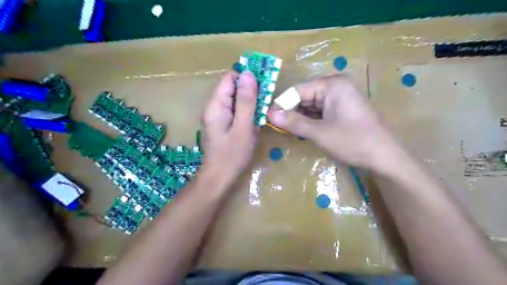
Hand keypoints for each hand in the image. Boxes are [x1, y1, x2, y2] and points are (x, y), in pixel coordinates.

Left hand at [200, 71, 258, 184]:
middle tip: (264, 104)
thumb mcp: (243, 127)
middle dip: (250, 93)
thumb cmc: (232, 155)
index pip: (230, 78)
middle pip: (232, 88)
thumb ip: (246, 101)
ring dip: (250, 104)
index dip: (247, 79)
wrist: (219, 178)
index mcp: (216, 105)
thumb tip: (249, 74)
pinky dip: (246, 114)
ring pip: (235, 100)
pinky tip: (253, 124)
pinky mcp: (221, 124)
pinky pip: (235, 111)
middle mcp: (213, 107)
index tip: (263, 86)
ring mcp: (217, 116)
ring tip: (260, 116)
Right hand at [267, 74, 402, 172]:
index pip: (298, 90)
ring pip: (311, 105)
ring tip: (286, 129)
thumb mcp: (319, 133)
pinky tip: (301, 130)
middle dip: (290, 111)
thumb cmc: (353, 142)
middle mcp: (336, 86)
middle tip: (275, 126)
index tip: (268, 118)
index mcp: (332, 85)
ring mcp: (340, 98)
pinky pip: (320, 112)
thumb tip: (268, 114)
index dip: (282, 104)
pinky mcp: (342, 110)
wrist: (385, 158)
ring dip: (299, 117)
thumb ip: (293, 122)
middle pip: (304, 96)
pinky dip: (310, 121)